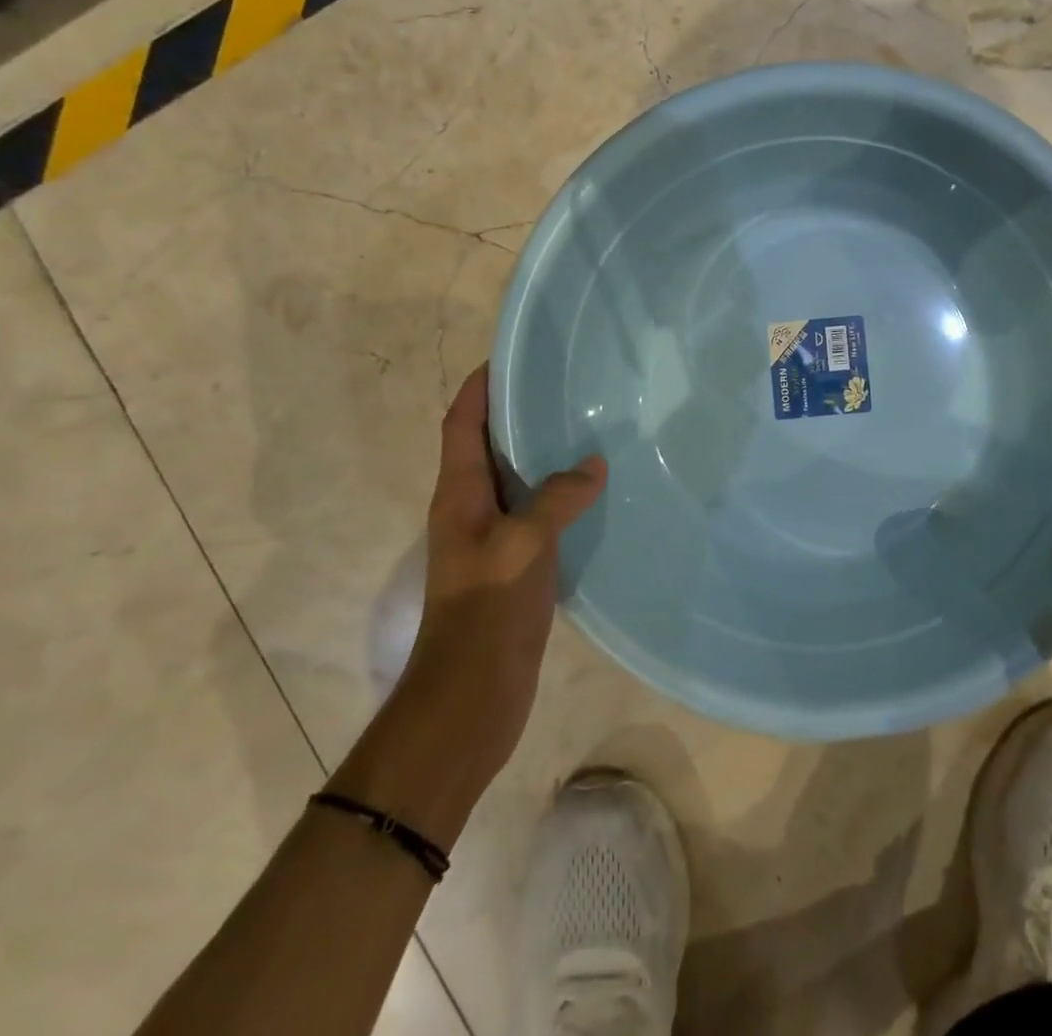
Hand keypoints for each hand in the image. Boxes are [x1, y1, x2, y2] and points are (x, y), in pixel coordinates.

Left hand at [398, 365, 605, 784]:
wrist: (472, 694)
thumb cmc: (488, 609)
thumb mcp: (524, 544)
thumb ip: (557, 498)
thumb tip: (592, 465)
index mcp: (459, 495)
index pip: (461, 424)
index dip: (478, 388)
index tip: (507, 357)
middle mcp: (469, 509)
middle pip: (486, 446)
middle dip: (514, 413)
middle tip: (561, 386)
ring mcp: (490, 539)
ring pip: (513, 480)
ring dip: (539, 454)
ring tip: (582, 429)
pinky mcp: (512, 565)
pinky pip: (534, 514)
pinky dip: (557, 495)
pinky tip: (591, 492)